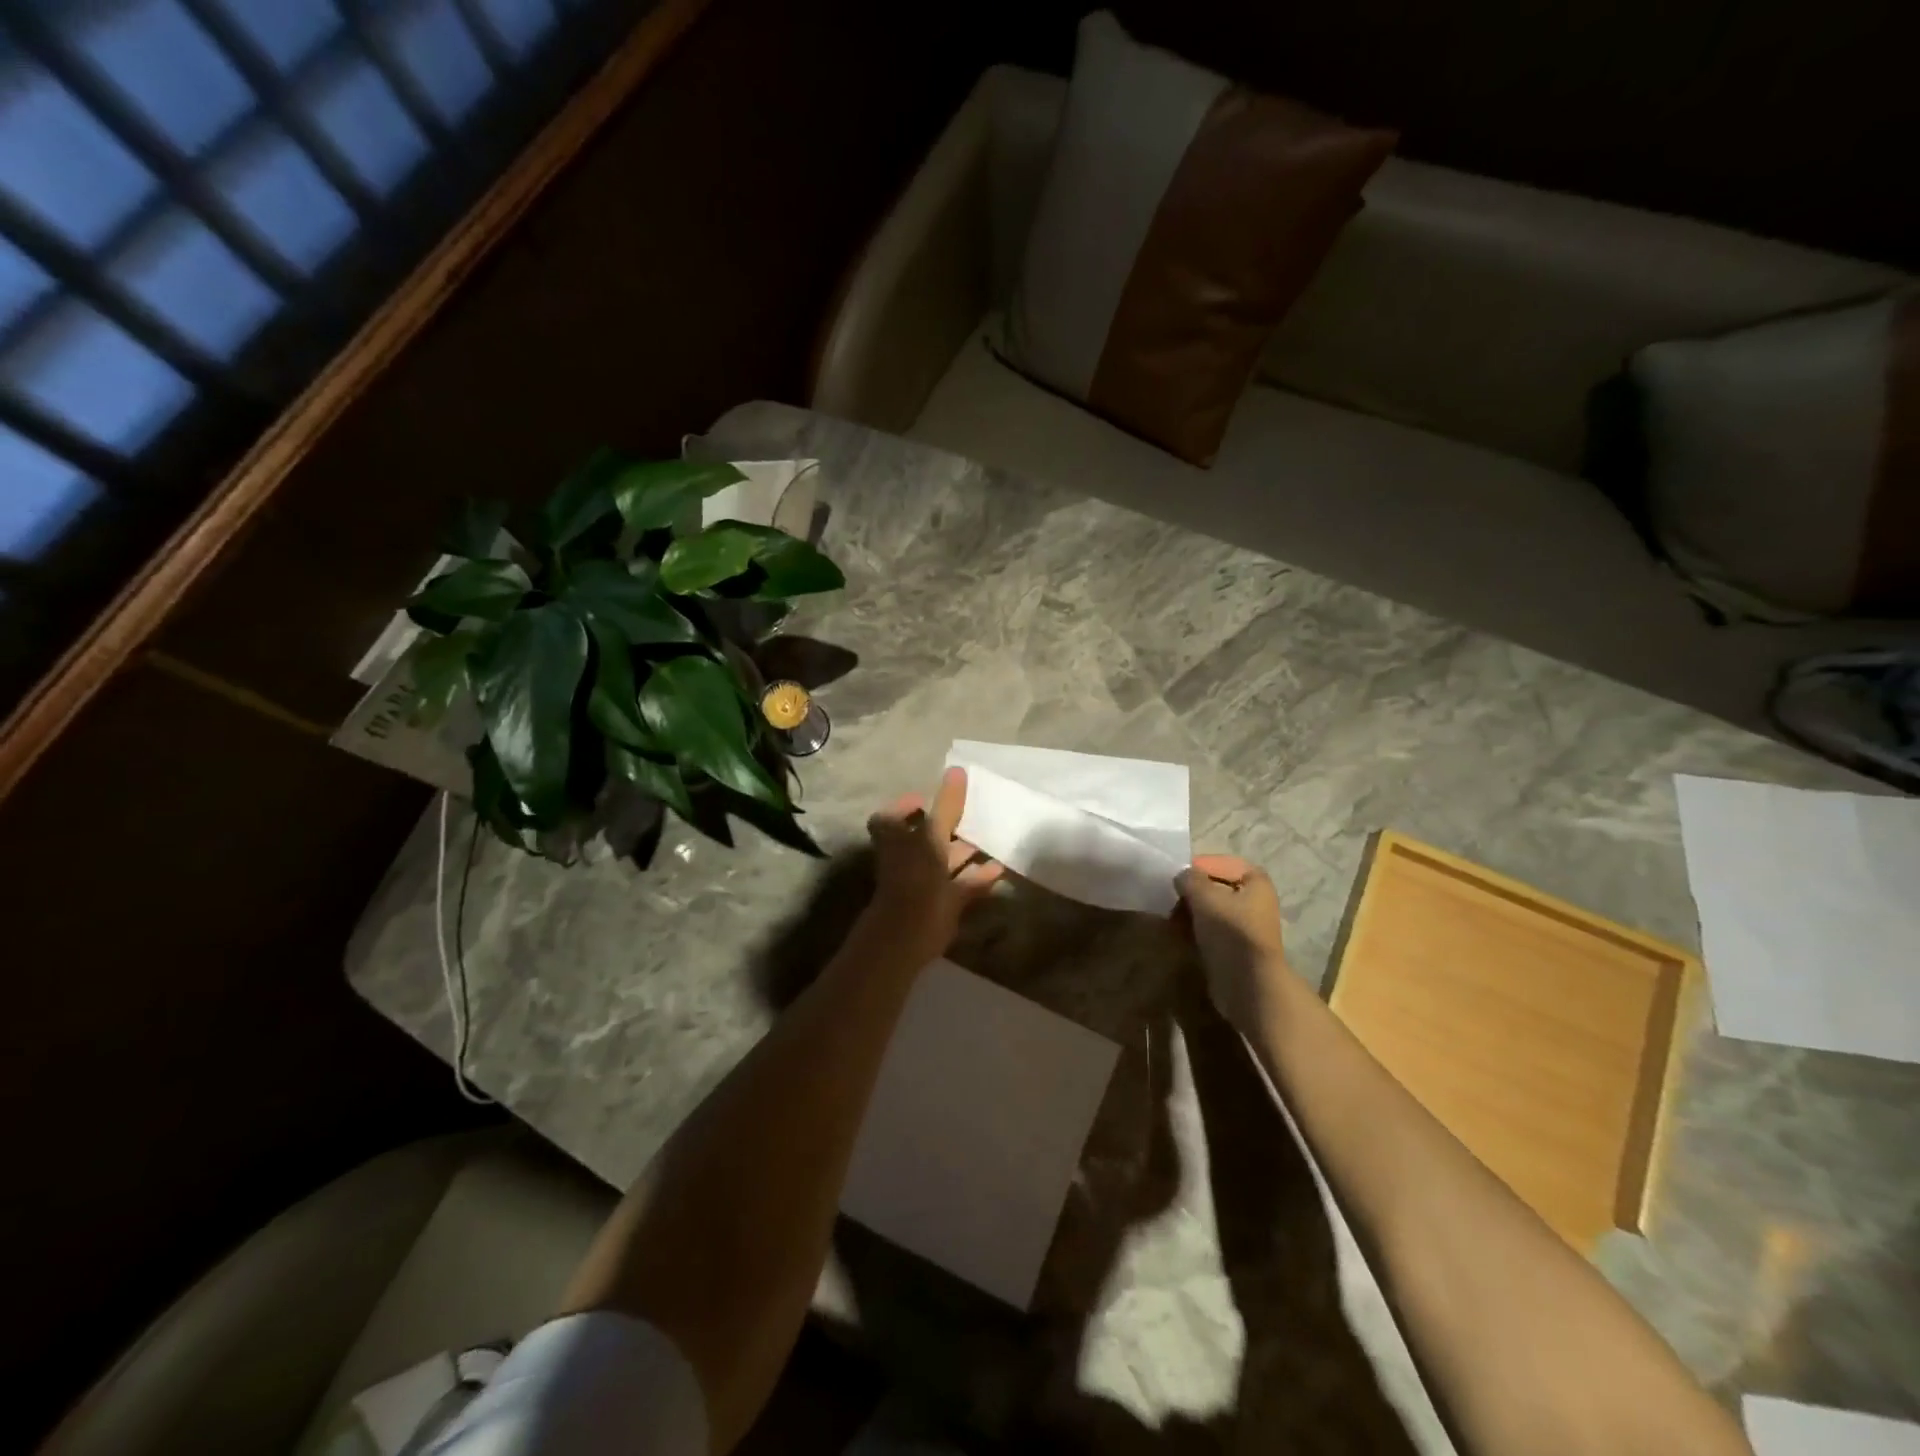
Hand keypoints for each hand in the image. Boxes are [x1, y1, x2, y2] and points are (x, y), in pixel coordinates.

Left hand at [864, 767, 1004, 966]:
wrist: (909, 934)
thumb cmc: (915, 877)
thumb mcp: (932, 836)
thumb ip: (947, 806)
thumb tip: (957, 770)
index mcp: (896, 839)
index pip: (891, 817)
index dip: (906, 806)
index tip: (927, 798)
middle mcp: (907, 858)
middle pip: (925, 837)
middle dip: (948, 826)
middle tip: (973, 812)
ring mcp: (924, 881)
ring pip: (946, 861)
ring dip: (966, 850)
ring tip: (994, 837)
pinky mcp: (943, 902)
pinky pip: (963, 884)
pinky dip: (979, 875)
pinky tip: (1001, 867)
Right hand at [1175, 855, 1290, 1031]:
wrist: (1247, 983)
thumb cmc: (1230, 930)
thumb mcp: (1205, 896)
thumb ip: (1190, 879)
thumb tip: (1182, 876)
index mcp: (1256, 883)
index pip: (1224, 863)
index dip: (1201, 865)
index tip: (1178, 874)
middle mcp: (1254, 901)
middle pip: (1216, 887)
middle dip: (1192, 891)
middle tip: (1171, 896)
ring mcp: (1244, 926)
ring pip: (1211, 910)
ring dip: (1190, 911)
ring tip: (1171, 916)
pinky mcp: (1234, 948)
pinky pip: (1210, 930)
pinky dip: (1194, 929)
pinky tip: (1178, 933)